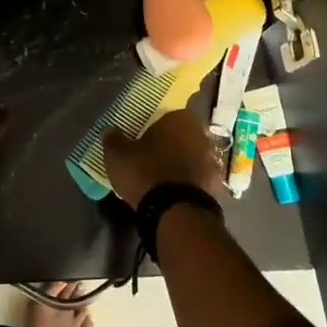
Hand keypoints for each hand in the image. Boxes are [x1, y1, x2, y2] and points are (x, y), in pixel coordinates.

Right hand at [102, 109, 223, 208]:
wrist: (176, 212)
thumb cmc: (145, 173)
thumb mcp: (118, 155)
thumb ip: (113, 139)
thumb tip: (110, 130)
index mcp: (178, 118)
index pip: (167, 114)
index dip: (155, 125)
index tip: (144, 135)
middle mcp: (200, 134)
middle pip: (183, 134)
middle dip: (170, 143)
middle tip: (152, 154)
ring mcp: (212, 160)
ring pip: (193, 155)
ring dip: (182, 162)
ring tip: (163, 175)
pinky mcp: (216, 185)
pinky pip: (199, 177)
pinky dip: (189, 181)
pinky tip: (175, 191)